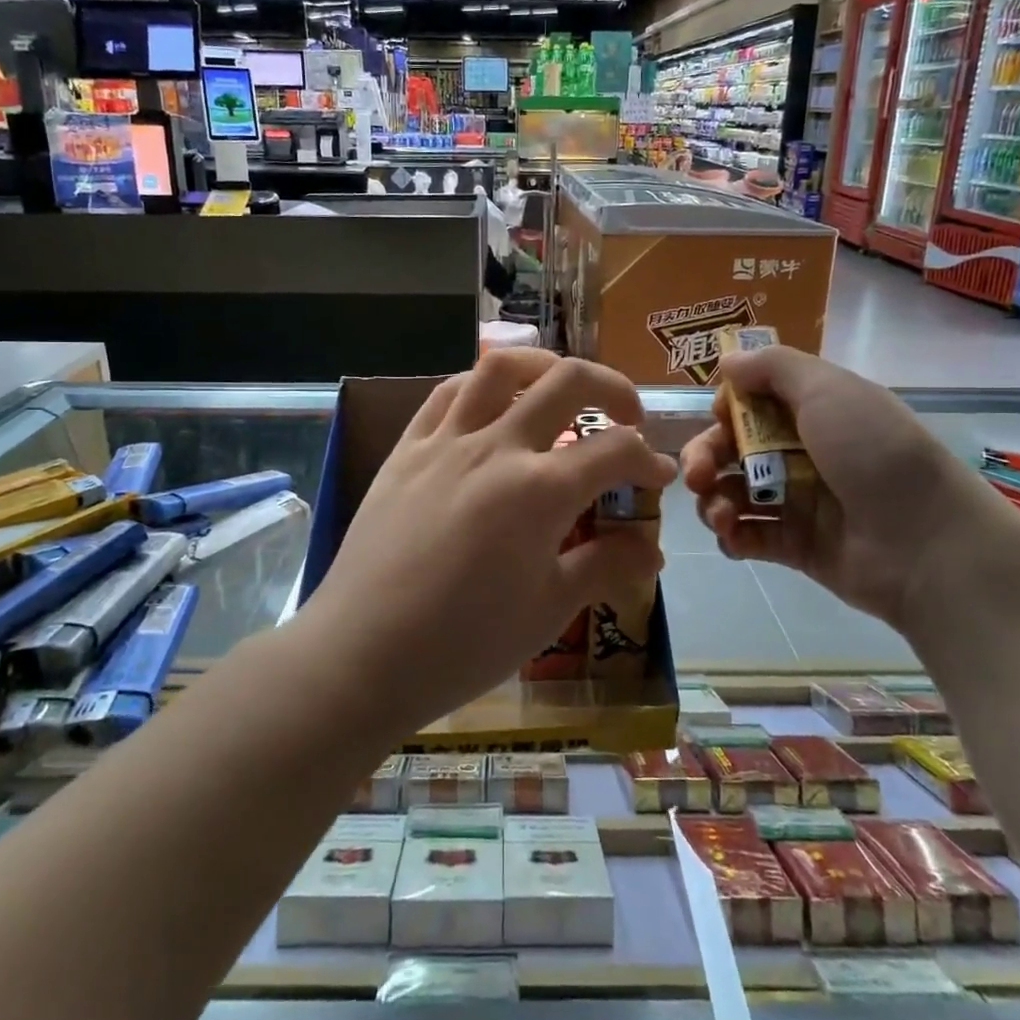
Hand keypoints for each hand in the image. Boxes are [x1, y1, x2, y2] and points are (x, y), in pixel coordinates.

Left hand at [304, 349, 675, 735]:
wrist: (362, 654)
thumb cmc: (463, 643)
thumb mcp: (548, 611)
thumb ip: (605, 566)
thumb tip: (651, 549)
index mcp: (540, 491)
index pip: (615, 451)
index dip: (648, 460)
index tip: (657, 479)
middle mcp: (496, 448)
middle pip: (567, 382)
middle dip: (612, 388)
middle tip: (626, 416)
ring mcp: (446, 442)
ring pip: (500, 369)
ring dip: (543, 366)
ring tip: (559, 389)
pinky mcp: (406, 449)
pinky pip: (446, 393)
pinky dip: (479, 386)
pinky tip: (490, 406)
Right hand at [680, 346, 1000, 625]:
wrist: (926, 542)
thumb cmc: (874, 452)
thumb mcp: (827, 388)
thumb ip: (771, 367)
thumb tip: (726, 361)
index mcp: (811, 411)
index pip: (751, 403)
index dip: (726, 409)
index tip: (720, 418)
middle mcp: (800, 452)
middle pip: (732, 449)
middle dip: (704, 458)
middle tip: (697, 476)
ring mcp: (796, 501)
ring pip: (732, 493)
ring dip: (712, 500)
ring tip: (721, 515)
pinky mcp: (793, 547)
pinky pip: (747, 536)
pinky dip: (731, 536)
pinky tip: (732, 537)